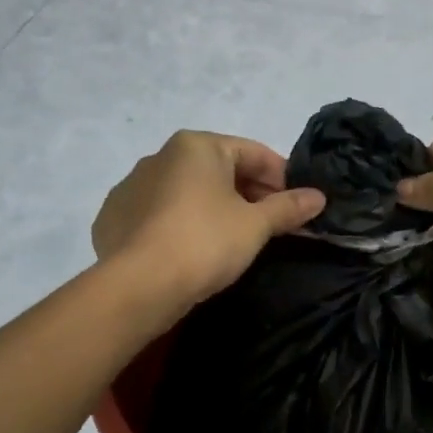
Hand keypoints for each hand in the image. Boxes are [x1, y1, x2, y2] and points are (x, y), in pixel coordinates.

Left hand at [93, 131, 325, 308]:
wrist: (137, 286)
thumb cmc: (204, 243)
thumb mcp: (255, 225)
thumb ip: (288, 207)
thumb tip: (319, 197)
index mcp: (196, 146)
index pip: (253, 153)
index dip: (282, 178)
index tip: (299, 205)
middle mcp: (160, 156)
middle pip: (219, 170)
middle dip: (249, 194)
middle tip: (273, 225)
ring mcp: (131, 186)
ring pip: (187, 192)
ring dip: (216, 208)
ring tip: (236, 240)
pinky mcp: (114, 218)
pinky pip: (160, 214)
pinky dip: (183, 224)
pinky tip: (194, 251)